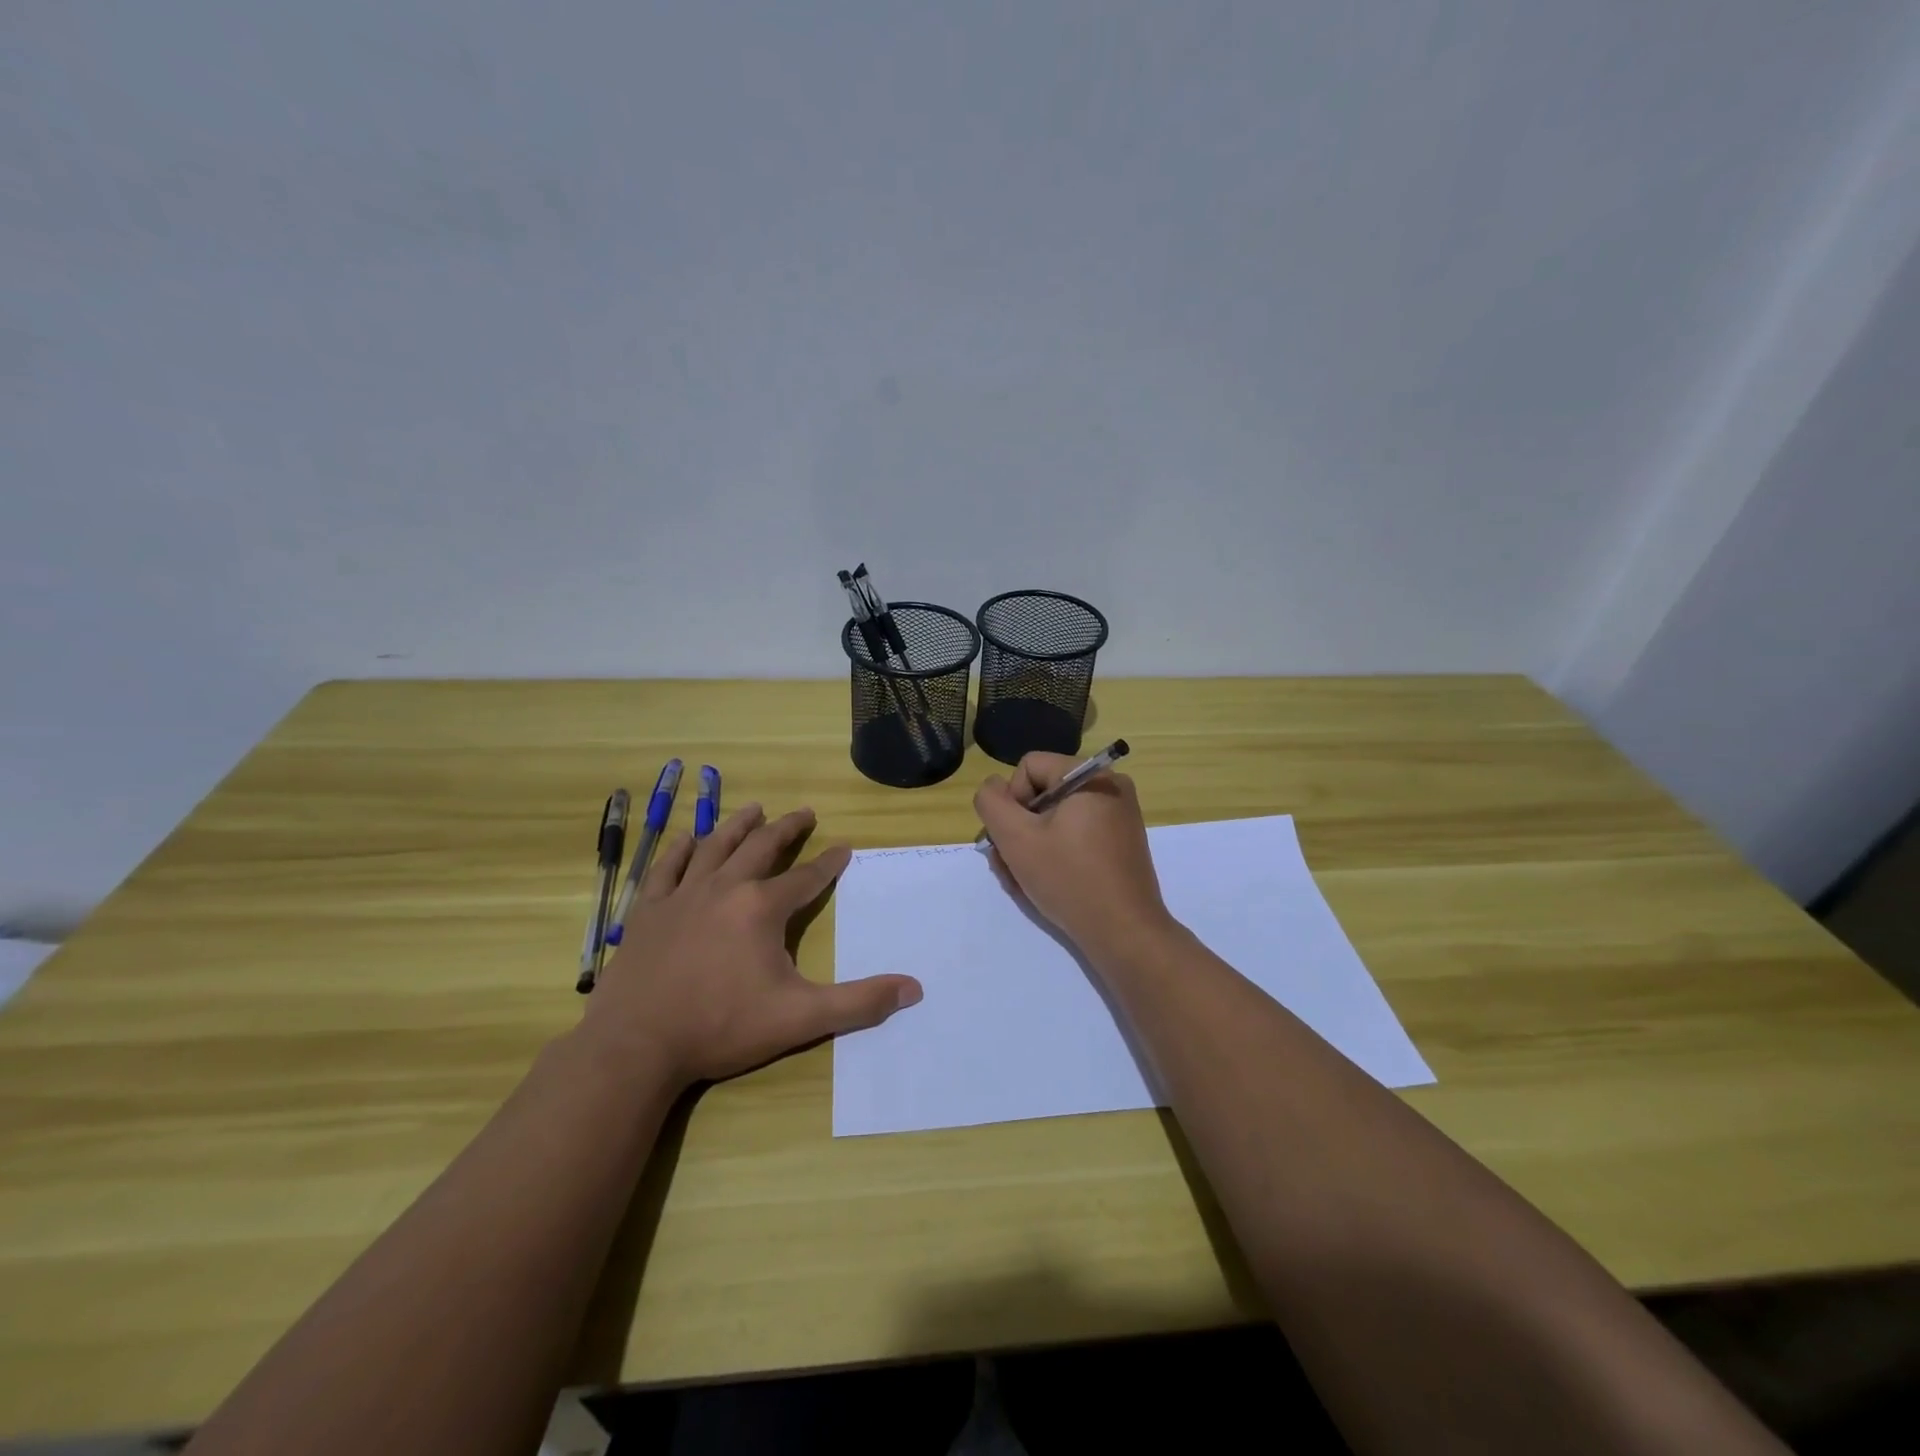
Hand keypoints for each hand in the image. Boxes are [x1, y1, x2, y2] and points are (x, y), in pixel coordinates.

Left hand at [579, 804, 921, 1086]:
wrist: (636, 1046)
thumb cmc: (721, 1027)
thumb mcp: (800, 1018)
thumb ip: (859, 1003)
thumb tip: (914, 989)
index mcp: (762, 908)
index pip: (806, 878)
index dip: (829, 863)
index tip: (844, 848)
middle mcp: (724, 888)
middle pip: (761, 847)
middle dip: (787, 828)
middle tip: (804, 812)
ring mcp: (682, 896)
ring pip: (715, 847)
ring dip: (738, 826)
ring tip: (755, 809)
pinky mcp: (648, 912)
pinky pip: (666, 869)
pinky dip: (680, 850)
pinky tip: (688, 838)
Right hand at [973, 753, 1175, 962]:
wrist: (1124, 933)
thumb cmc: (1069, 879)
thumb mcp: (1016, 838)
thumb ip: (992, 802)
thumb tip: (993, 788)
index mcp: (1091, 776)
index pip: (1029, 767)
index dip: (1011, 800)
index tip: (1014, 838)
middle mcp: (1110, 788)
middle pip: (1041, 794)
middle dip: (1017, 829)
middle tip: (1008, 866)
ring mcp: (1118, 818)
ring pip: (1054, 820)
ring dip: (1030, 847)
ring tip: (1020, 882)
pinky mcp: (1119, 844)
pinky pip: (1075, 836)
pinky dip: (1054, 855)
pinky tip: (1042, 884)